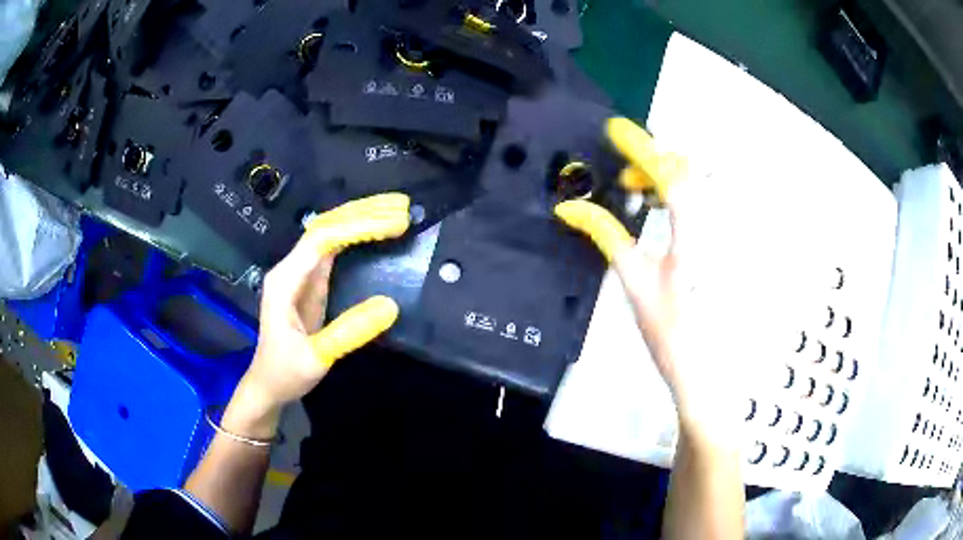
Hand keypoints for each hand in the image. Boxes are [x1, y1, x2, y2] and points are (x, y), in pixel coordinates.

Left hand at [224, 193, 410, 438]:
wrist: (268, 384)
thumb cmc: (286, 372)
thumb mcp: (317, 358)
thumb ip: (349, 332)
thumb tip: (392, 306)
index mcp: (285, 280)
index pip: (322, 240)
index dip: (358, 227)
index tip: (394, 224)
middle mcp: (290, 268)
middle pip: (325, 226)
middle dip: (363, 213)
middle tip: (402, 207)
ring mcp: (300, 273)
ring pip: (330, 232)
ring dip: (361, 218)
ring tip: (396, 211)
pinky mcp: (310, 282)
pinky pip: (334, 248)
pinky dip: (356, 236)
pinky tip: (376, 230)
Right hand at [556, 118, 724, 427]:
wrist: (705, 369)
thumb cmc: (669, 331)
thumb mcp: (634, 281)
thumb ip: (606, 235)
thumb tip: (568, 208)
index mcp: (694, 237)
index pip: (669, 176)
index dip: (640, 147)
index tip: (615, 130)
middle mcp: (720, 227)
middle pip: (693, 169)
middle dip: (657, 161)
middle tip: (629, 180)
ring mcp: (731, 235)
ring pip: (704, 182)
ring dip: (671, 176)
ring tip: (646, 196)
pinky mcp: (732, 243)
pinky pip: (712, 201)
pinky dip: (687, 194)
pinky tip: (671, 216)